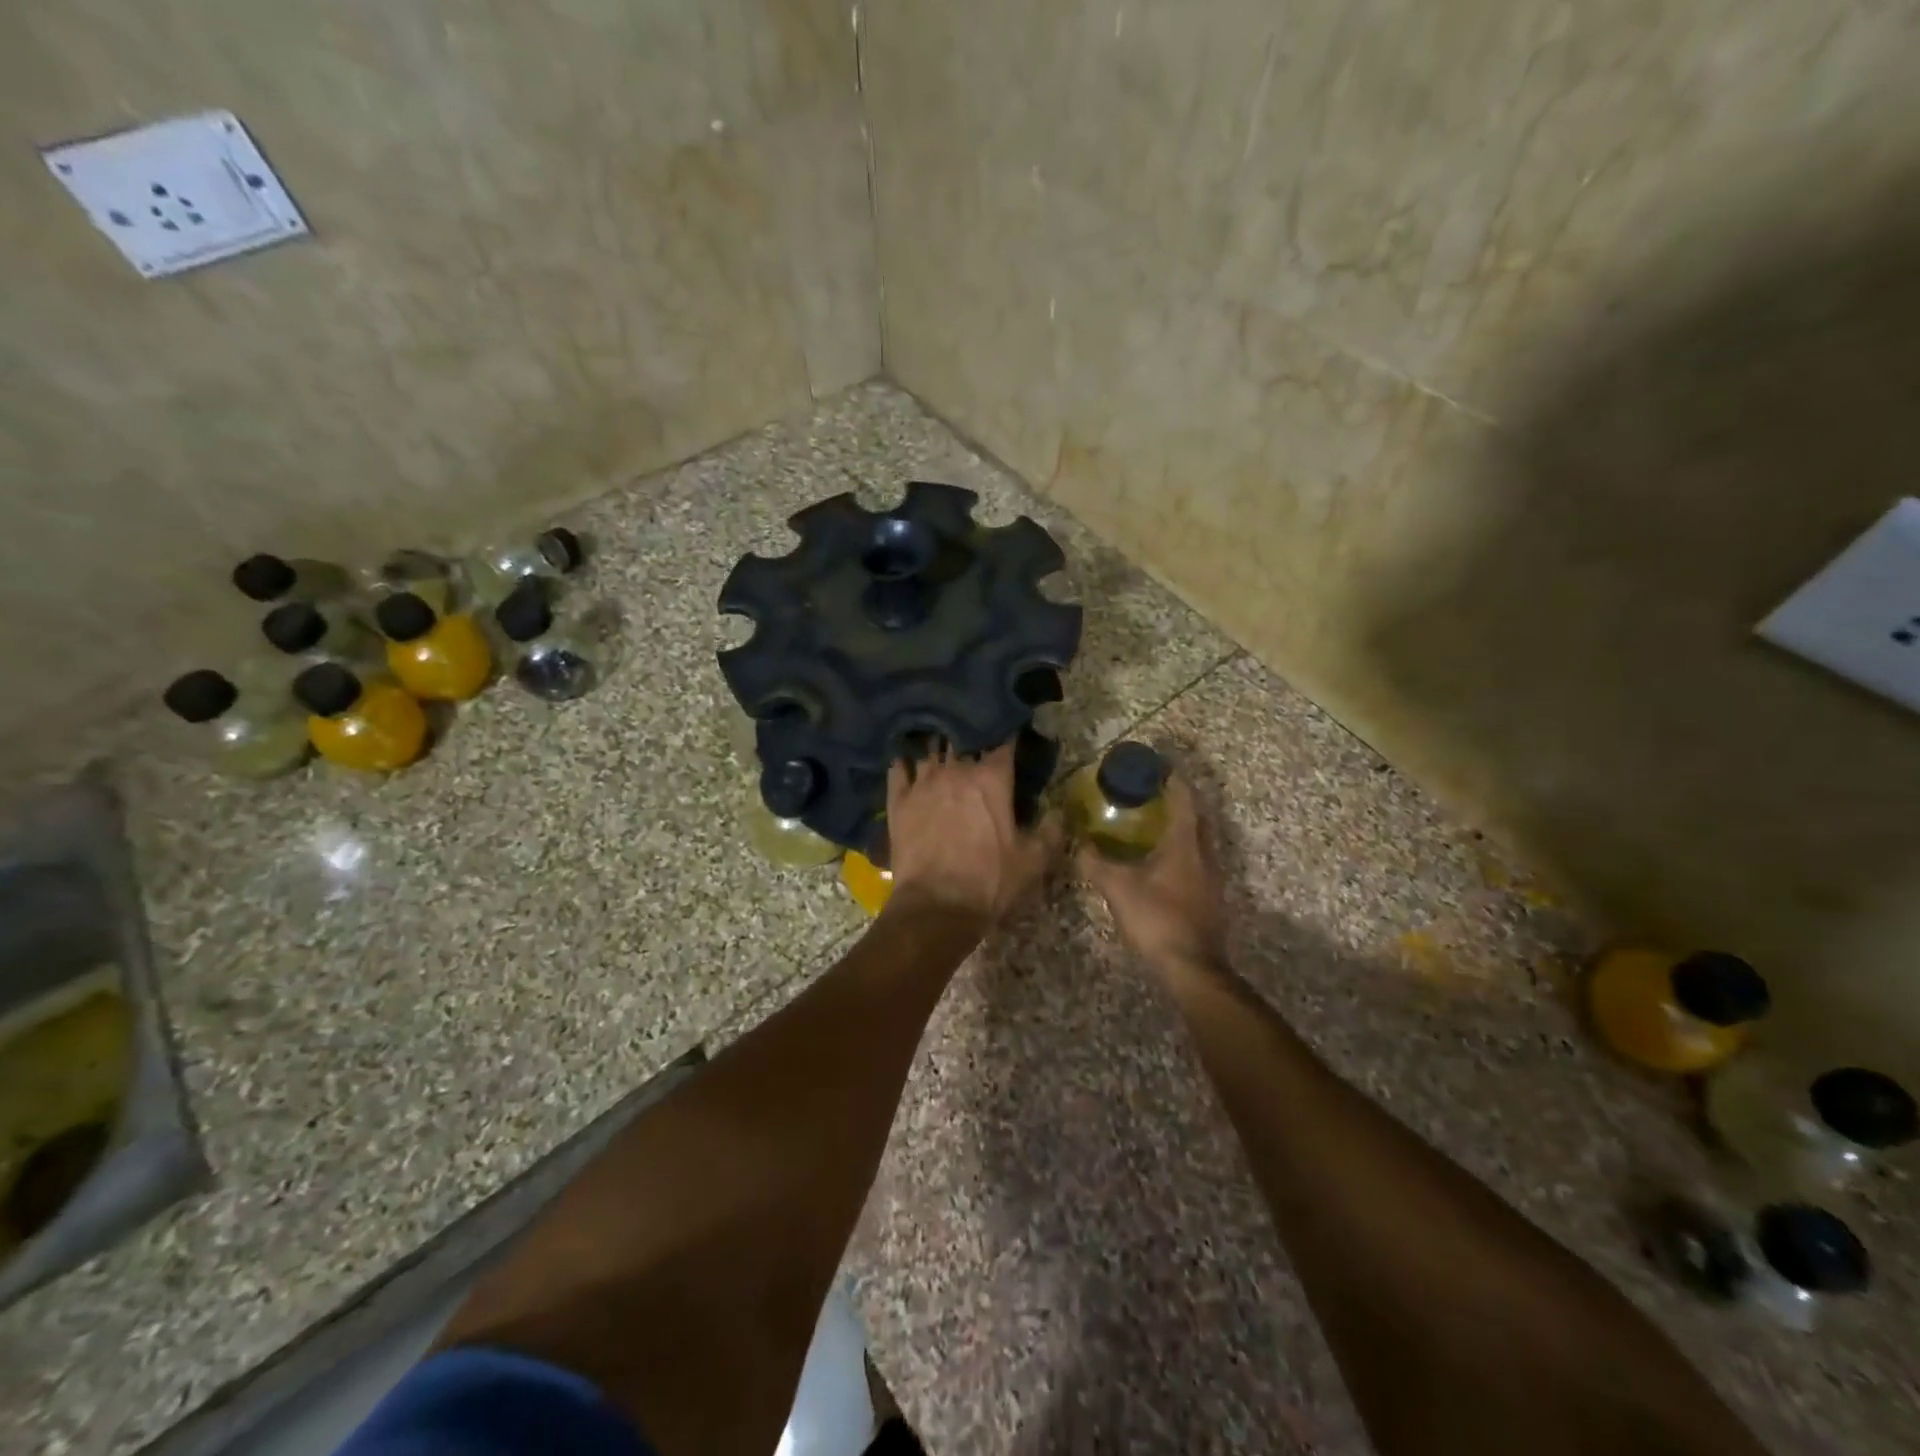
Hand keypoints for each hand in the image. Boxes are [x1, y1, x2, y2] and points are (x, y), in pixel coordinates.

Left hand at [885, 742, 1063, 923]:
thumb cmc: (990, 882)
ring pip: (930, 749)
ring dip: (939, 745)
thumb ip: (1051, 830)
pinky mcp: (898, 801)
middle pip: (963, 739)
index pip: (1003, 742)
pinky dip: (904, 761)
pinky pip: (898, 768)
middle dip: (972, 736)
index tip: (1012, 733)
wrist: (936, 907)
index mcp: (991, 779)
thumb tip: (1059, 811)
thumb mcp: (1034, 861)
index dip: (1009, 735)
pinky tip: (906, 759)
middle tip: (977, 738)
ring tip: (942, 742)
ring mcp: (922, 783)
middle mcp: (956, 770)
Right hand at [1078, 773, 1227, 973]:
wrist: (1192, 968)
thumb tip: (1077, 844)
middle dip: (1178, 801)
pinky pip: (1197, 862)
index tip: (1156, 766)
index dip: (1172, 779)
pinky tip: (1161, 863)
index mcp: (1185, 844)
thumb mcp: (1118, 888)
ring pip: (1199, 841)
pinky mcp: (1210, 899)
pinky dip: (1181, 852)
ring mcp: (1212, 878)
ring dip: (1181, 827)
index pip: (1183, 799)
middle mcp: (1204, 855)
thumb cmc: (1157, 919)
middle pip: (1196, 817)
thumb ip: (1096, 863)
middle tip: (1152, 794)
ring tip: (1153, 825)